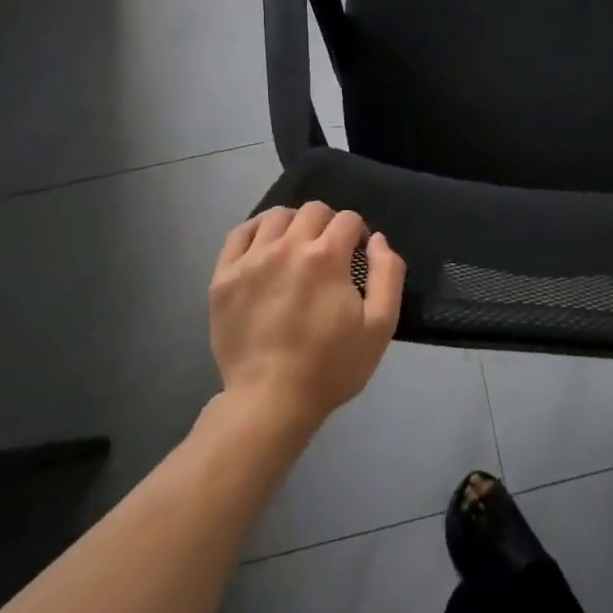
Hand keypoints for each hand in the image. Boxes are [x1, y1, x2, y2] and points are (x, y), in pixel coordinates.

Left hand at [209, 203, 405, 433]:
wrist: (269, 402)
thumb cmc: (330, 366)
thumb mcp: (380, 326)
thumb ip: (388, 273)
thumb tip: (377, 239)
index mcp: (326, 256)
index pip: (348, 219)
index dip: (358, 233)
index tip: (357, 256)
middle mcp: (287, 247)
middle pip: (313, 210)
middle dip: (329, 224)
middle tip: (330, 252)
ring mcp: (251, 260)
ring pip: (276, 216)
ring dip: (294, 224)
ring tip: (297, 248)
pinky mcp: (224, 277)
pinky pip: (239, 234)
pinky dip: (256, 231)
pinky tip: (265, 246)